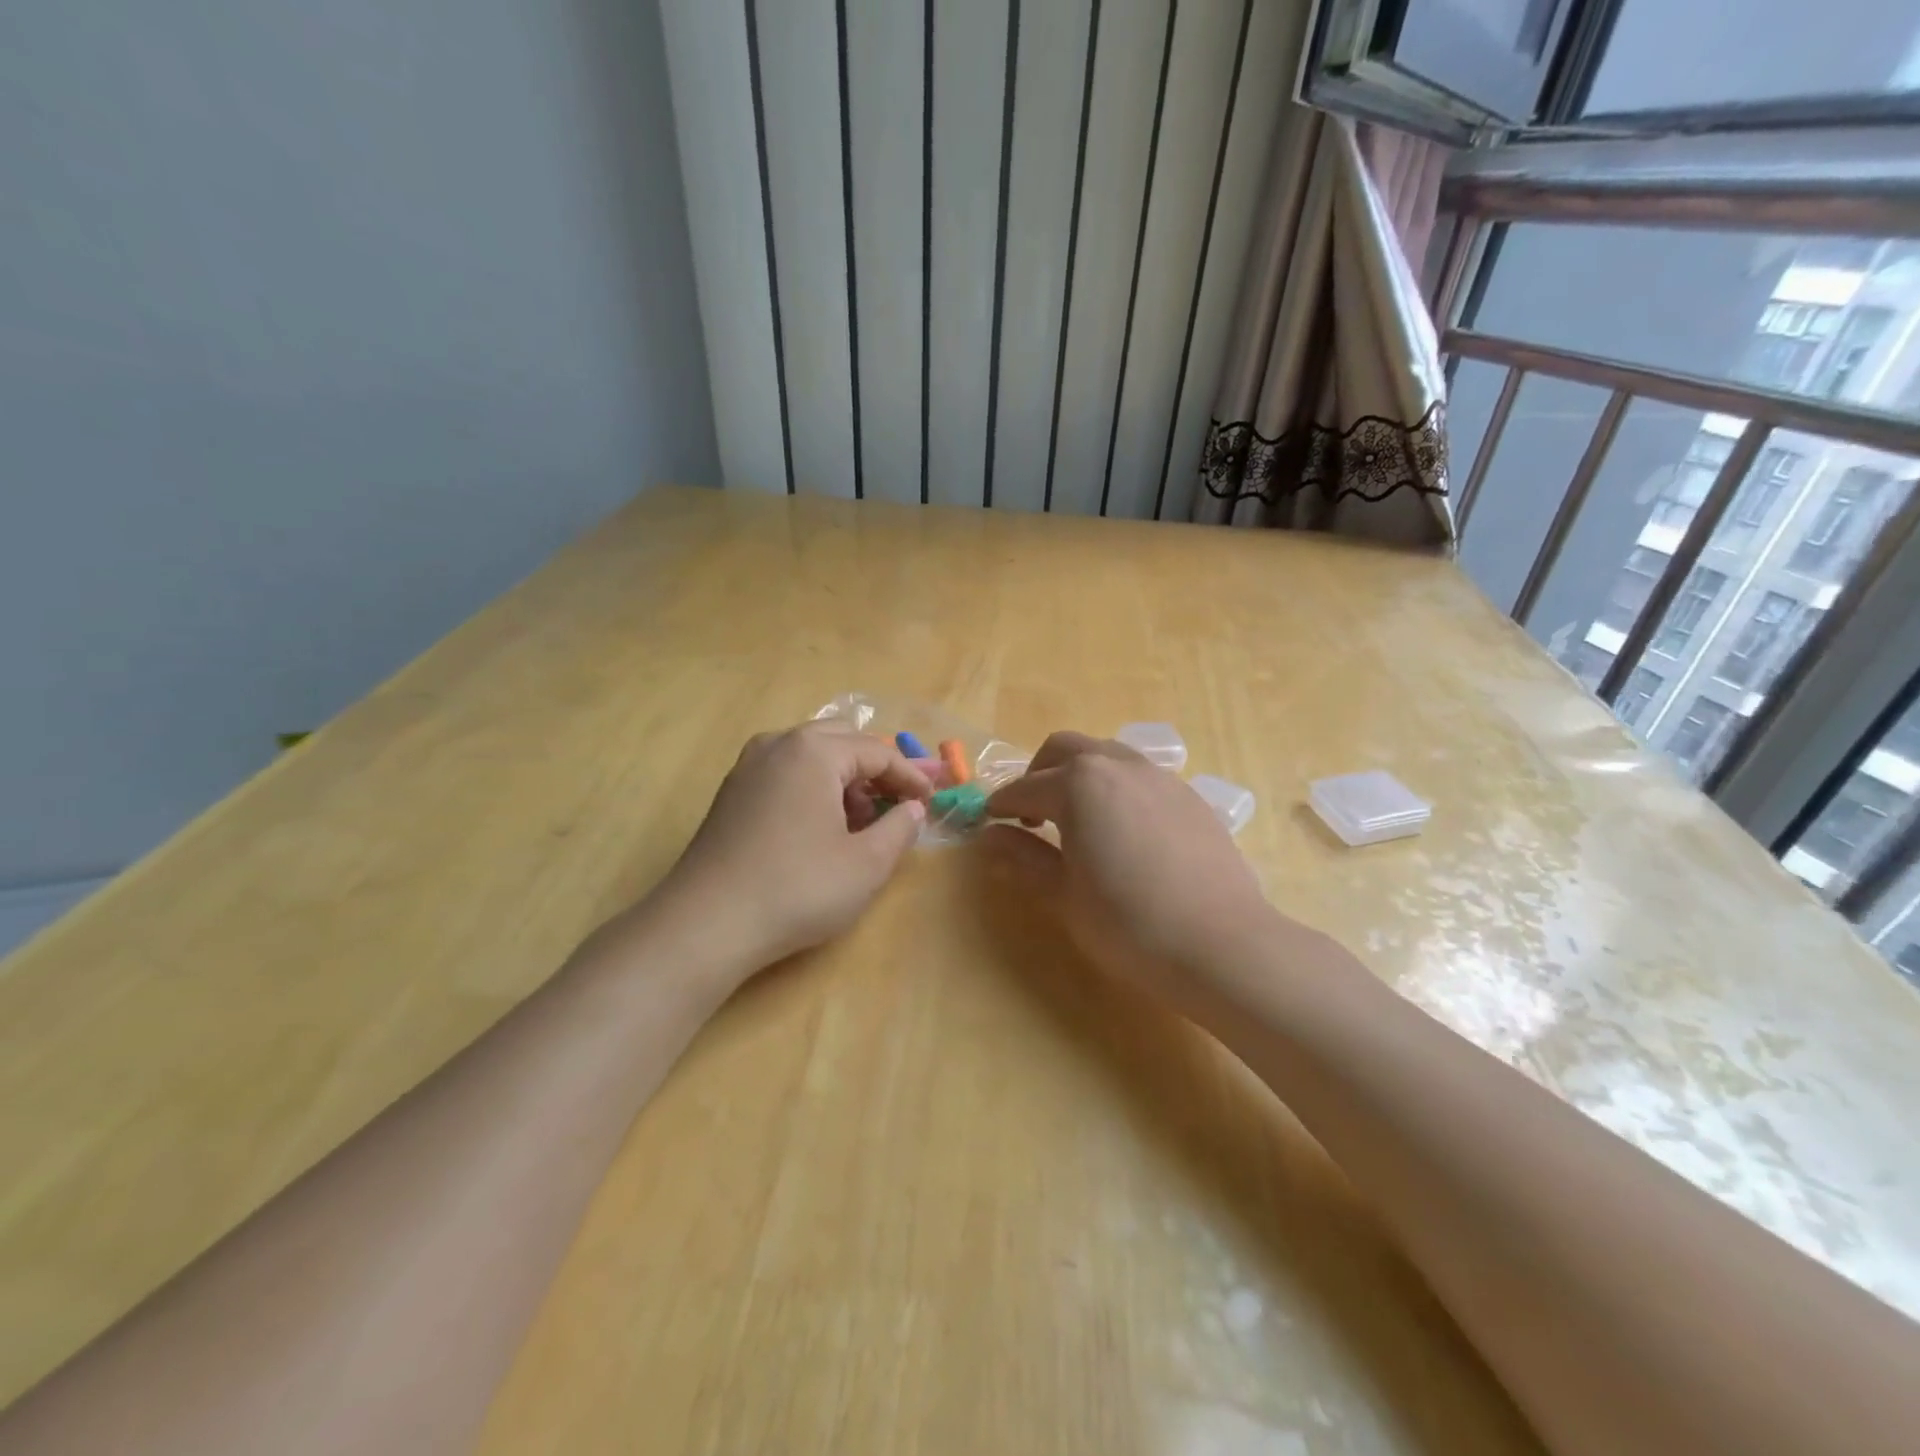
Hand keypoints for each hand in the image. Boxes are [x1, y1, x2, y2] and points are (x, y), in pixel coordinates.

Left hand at [648, 722, 932, 979]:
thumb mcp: (866, 864)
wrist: (707, 924)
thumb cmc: (797, 889)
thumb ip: (899, 828)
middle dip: (876, 768)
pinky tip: (822, 826)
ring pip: (810, 755)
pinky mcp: (731, 793)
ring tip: (863, 819)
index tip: (931, 801)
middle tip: (900, 801)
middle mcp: (777, 745)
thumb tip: (912, 809)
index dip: (910, 776)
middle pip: (842, 740)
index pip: (877, 751)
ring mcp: (748, 767)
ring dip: (844, 777)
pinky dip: (813, 787)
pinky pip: (785, 773)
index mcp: (813, 751)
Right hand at [983, 732, 1292, 1017]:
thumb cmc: (1129, 924)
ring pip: (1107, 755)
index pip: (1025, 789)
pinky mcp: (1190, 797)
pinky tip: (1122, 831)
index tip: (988, 823)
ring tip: (1076, 819)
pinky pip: (1140, 776)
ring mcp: (1161, 777)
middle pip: (1065, 749)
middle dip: (1038, 774)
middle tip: (1029, 815)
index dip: (1001, 806)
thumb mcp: (1064, 895)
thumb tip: (990, 838)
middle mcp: (1119, 766)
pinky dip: (1116, 788)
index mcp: (1080, 784)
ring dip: (1079, 775)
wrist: (1222, 945)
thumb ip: (1024, 858)